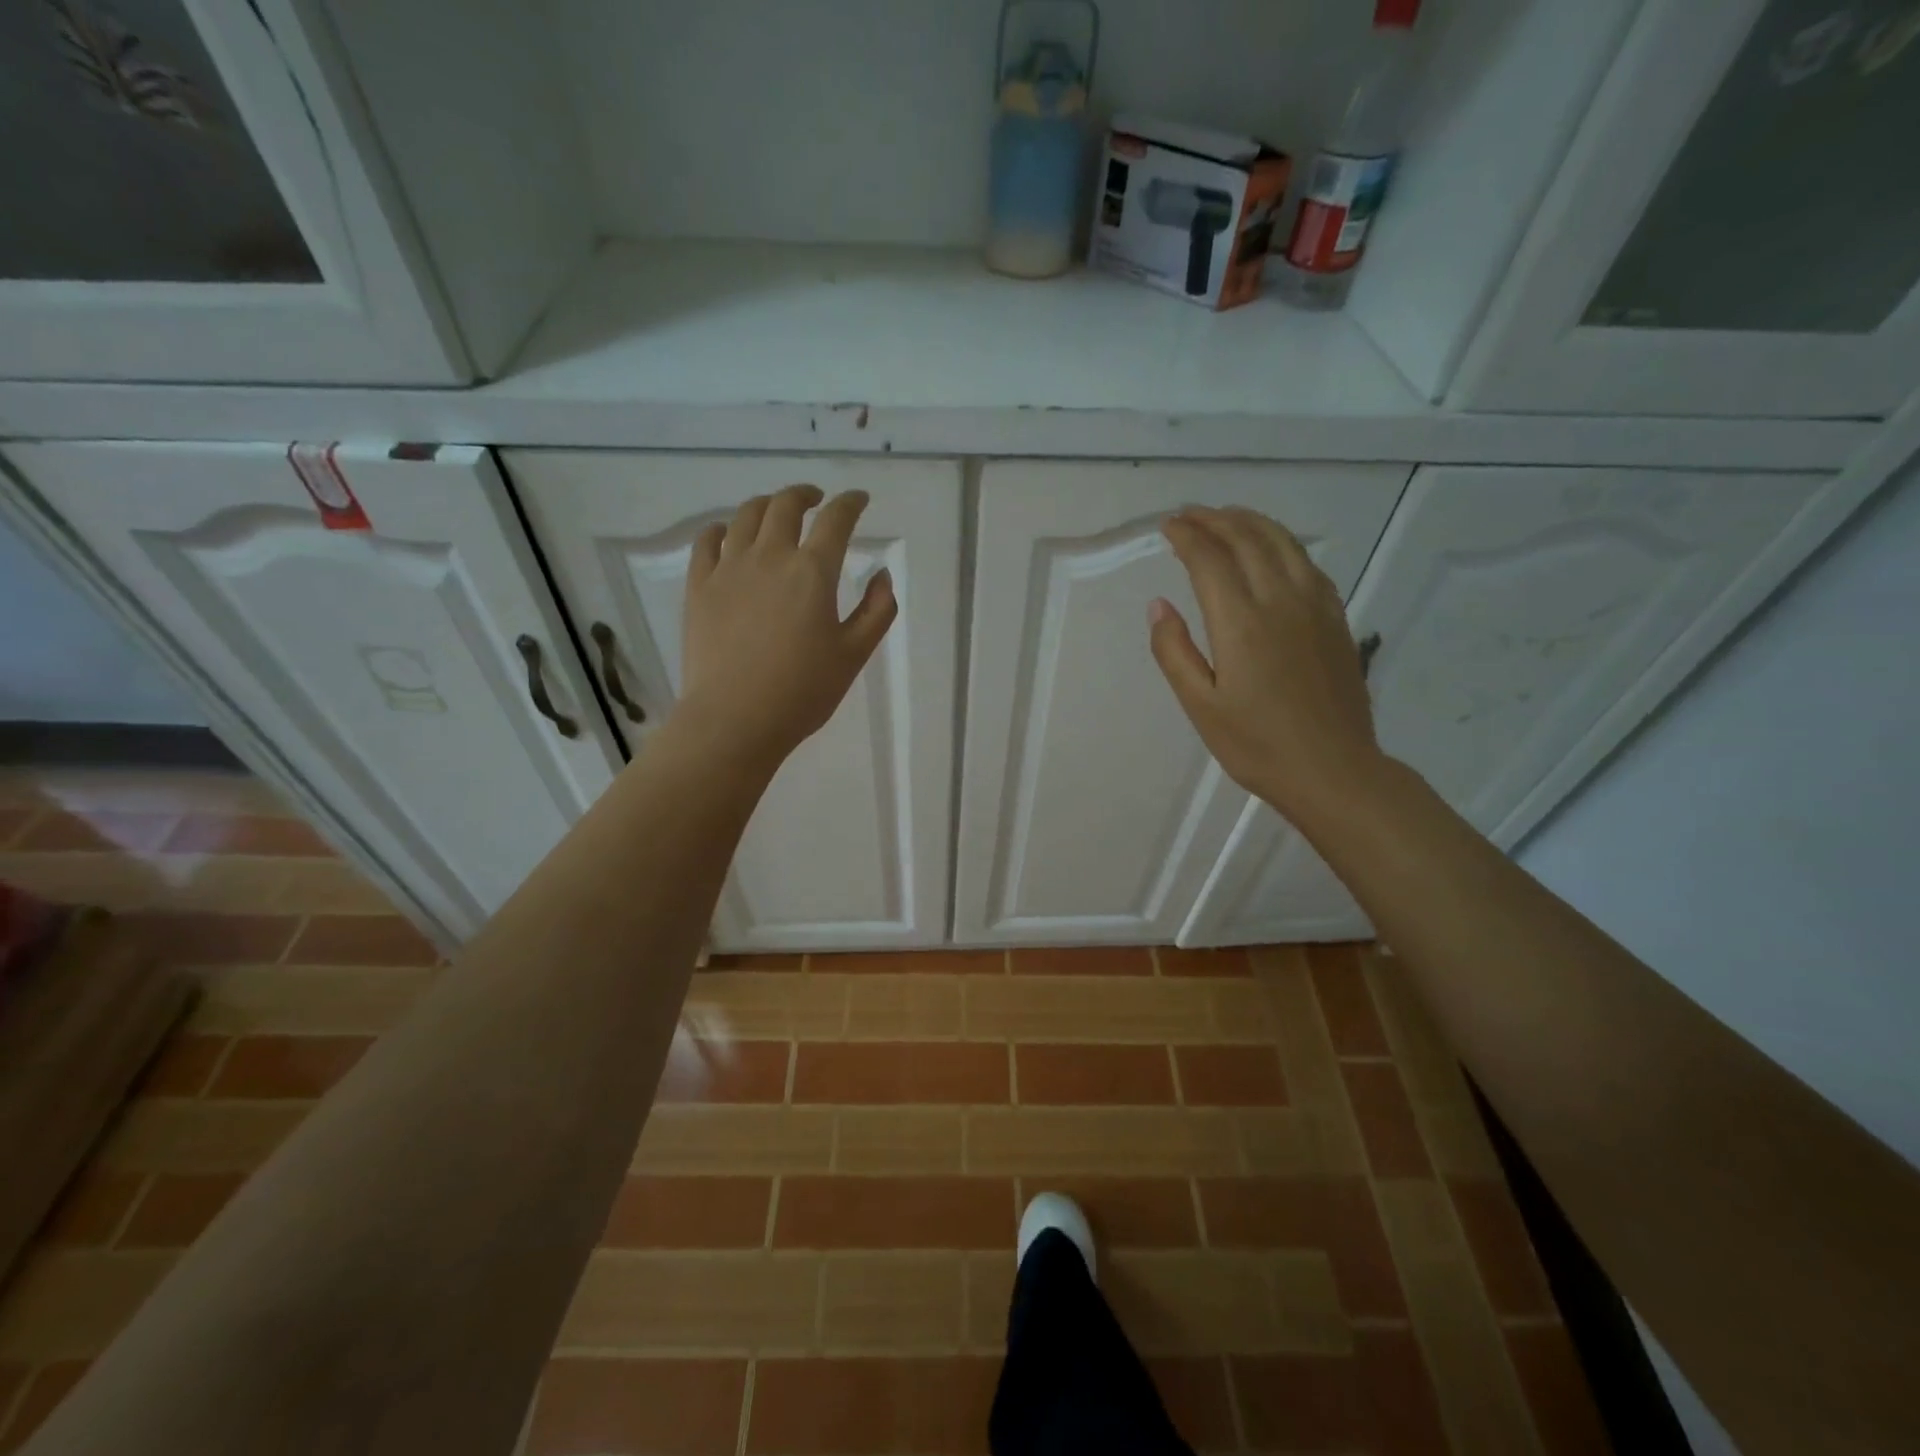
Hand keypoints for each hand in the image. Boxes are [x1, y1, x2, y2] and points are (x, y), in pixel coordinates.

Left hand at [678, 485, 896, 767]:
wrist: (735, 719)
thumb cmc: (803, 692)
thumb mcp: (854, 655)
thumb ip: (877, 611)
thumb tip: (882, 576)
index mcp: (813, 572)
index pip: (836, 520)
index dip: (851, 503)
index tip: (858, 500)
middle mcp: (770, 556)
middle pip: (786, 505)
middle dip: (806, 495)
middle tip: (817, 500)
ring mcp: (729, 568)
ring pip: (746, 515)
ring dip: (767, 505)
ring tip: (776, 512)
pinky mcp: (700, 586)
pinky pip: (707, 540)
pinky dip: (723, 528)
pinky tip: (728, 533)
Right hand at [1149, 506, 1385, 825]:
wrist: (1333, 770)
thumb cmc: (1256, 745)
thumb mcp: (1200, 706)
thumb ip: (1174, 651)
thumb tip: (1159, 605)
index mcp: (1241, 623)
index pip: (1210, 559)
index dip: (1187, 536)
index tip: (1167, 526)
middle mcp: (1281, 601)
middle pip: (1248, 540)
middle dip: (1216, 519)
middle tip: (1190, 514)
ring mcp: (1315, 607)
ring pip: (1284, 543)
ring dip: (1252, 522)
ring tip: (1228, 516)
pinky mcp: (1336, 619)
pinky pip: (1308, 563)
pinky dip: (1283, 543)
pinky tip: (1273, 550)